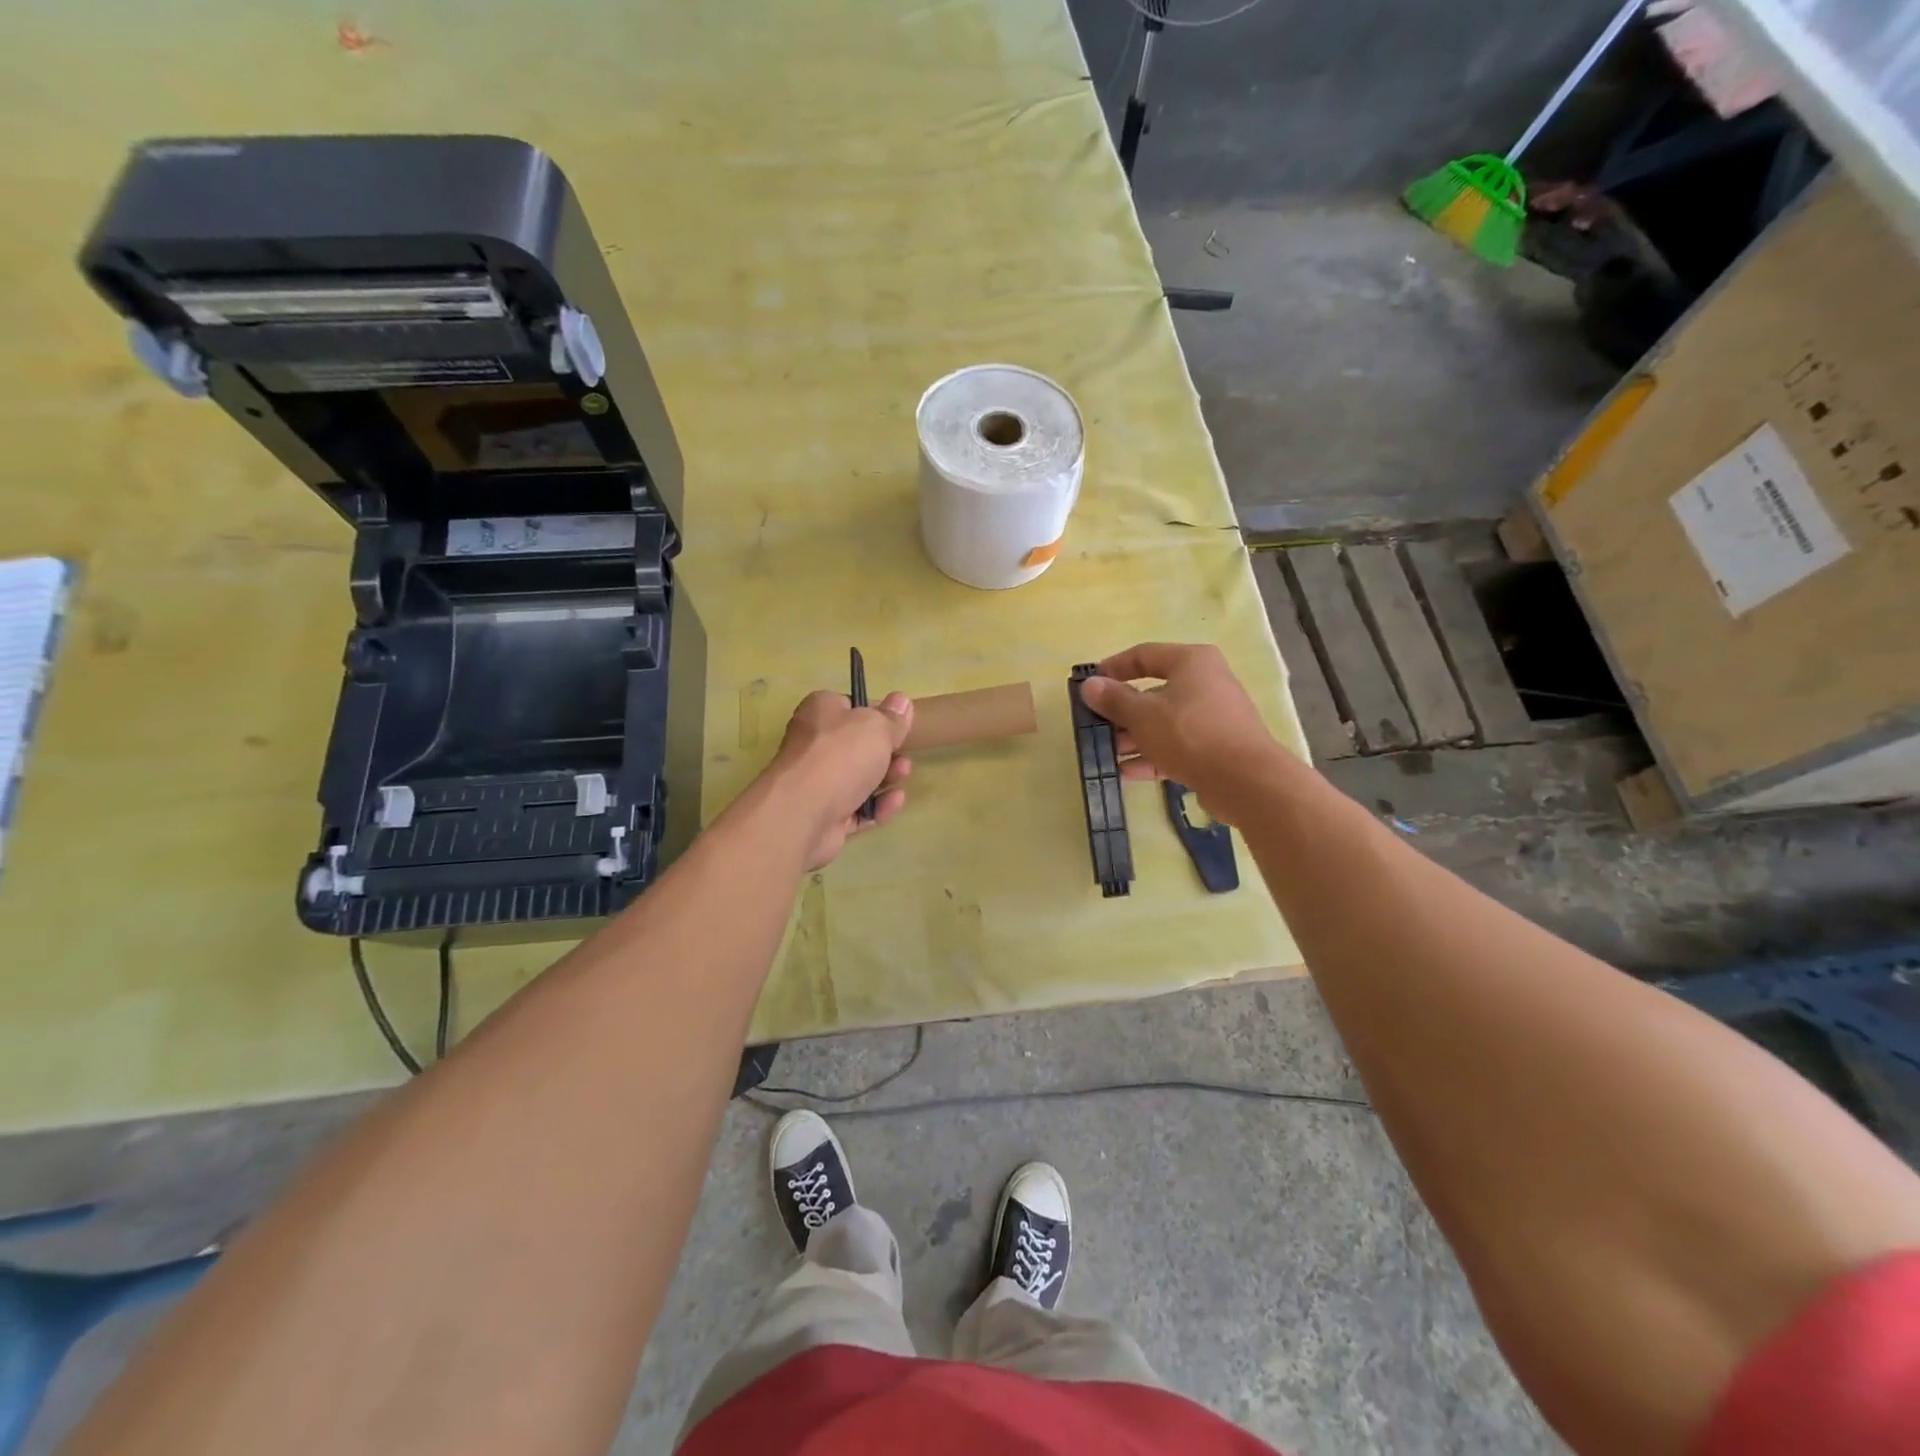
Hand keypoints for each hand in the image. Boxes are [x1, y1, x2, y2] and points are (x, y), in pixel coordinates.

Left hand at [767, 689, 913, 869]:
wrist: (803, 812)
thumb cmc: (840, 756)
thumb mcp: (876, 726)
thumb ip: (892, 717)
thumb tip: (901, 701)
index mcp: (820, 712)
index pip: (850, 707)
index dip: (876, 715)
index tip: (898, 725)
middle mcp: (814, 744)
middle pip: (856, 746)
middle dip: (885, 751)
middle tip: (904, 755)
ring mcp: (817, 782)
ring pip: (858, 779)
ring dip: (885, 778)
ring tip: (903, 776)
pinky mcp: (824, 815)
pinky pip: (857, 808)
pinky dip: (877, 806)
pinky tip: (894, 802)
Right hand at [1079, 643, 1277, 819]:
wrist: (1245, 781)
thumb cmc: (1190, 734)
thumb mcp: (1143, 715)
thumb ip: (1114, 700)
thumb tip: (1089, 685)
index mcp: (1191, 662)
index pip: (1144, 655)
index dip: (1113, 668)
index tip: (1090, 684)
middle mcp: (1205, 683)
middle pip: (1153, 692)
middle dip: (1121, 712)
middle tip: (1095, 727)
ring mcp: (1212, 717)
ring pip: (1163, 722)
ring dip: (1134, 737)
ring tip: (1106, 754)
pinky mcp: (1215, 748)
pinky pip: (1177, 746)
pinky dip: (1153, 755)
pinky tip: (1127, 772)